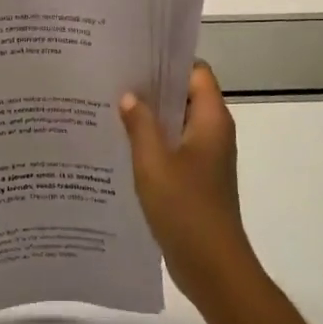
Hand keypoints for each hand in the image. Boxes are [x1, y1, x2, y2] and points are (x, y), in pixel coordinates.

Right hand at [119, 62, 258, 302]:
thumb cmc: (185, 208)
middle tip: (113, 79)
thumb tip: (129, 95)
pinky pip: (173, 148)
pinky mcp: (196, 178)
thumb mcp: (153, 162)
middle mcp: (213, 132)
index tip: (135, 57)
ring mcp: (206, 157)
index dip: (169, 61)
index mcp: (211, 120)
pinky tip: (120, 146)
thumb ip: (140, 124)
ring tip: (109, 108)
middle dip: (152, 87)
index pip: (196, 72)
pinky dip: (152, 142)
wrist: (212, 266)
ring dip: (149, 116)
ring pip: (177, 123)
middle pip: (185, 95)